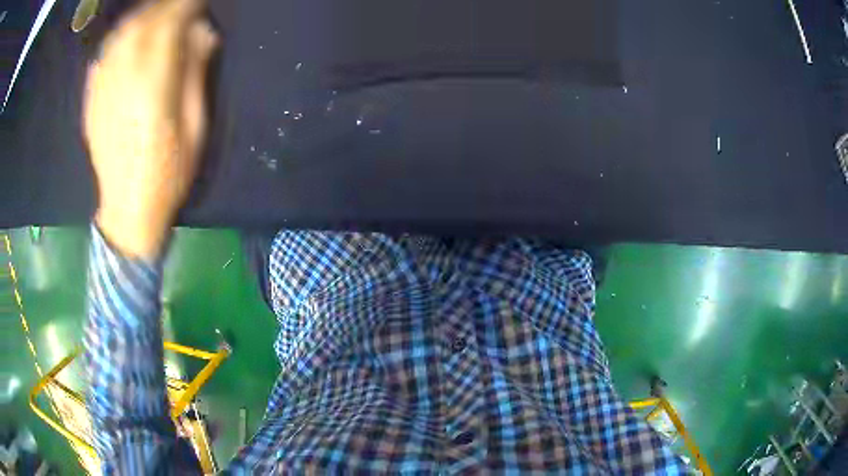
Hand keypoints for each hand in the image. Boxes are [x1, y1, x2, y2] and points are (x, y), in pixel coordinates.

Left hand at [84, 0, 218, 258]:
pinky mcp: (92, 98)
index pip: (171, 22)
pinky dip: (123, 34)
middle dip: (165, 4)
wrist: (126, 211)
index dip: (188, 4)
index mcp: (154, 86)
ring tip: (159, 13)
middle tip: (182, 4)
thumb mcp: (195, 126)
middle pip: (143, 20)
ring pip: (122, 31)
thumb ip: (196, 72)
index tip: (201, 0)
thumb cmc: (169, 174)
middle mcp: (124, 78)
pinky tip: (132, 35)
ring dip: (144, 15)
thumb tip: (203, 32)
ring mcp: (103, 87)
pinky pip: (106, 51)